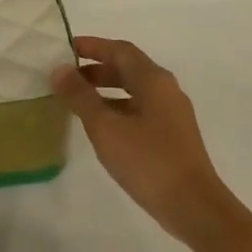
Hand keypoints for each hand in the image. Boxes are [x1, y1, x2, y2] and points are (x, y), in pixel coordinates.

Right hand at [53, 37, 251, 251]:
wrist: (192, 204)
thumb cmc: (147, 160)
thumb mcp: (106, 127)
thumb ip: (80, 96)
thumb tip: (59, 69)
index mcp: (153, 80)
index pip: (120, 50)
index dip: (92, 46)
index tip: (65, 48)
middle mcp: (166, 90)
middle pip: (128, 68)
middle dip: (96, 68)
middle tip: (65, 76)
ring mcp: (172, 114)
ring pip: (134, 90)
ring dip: (105, 90)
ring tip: (76, 101)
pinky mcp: (172, 135)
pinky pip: (139, 109)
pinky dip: (116, 108)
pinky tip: (100, 127)